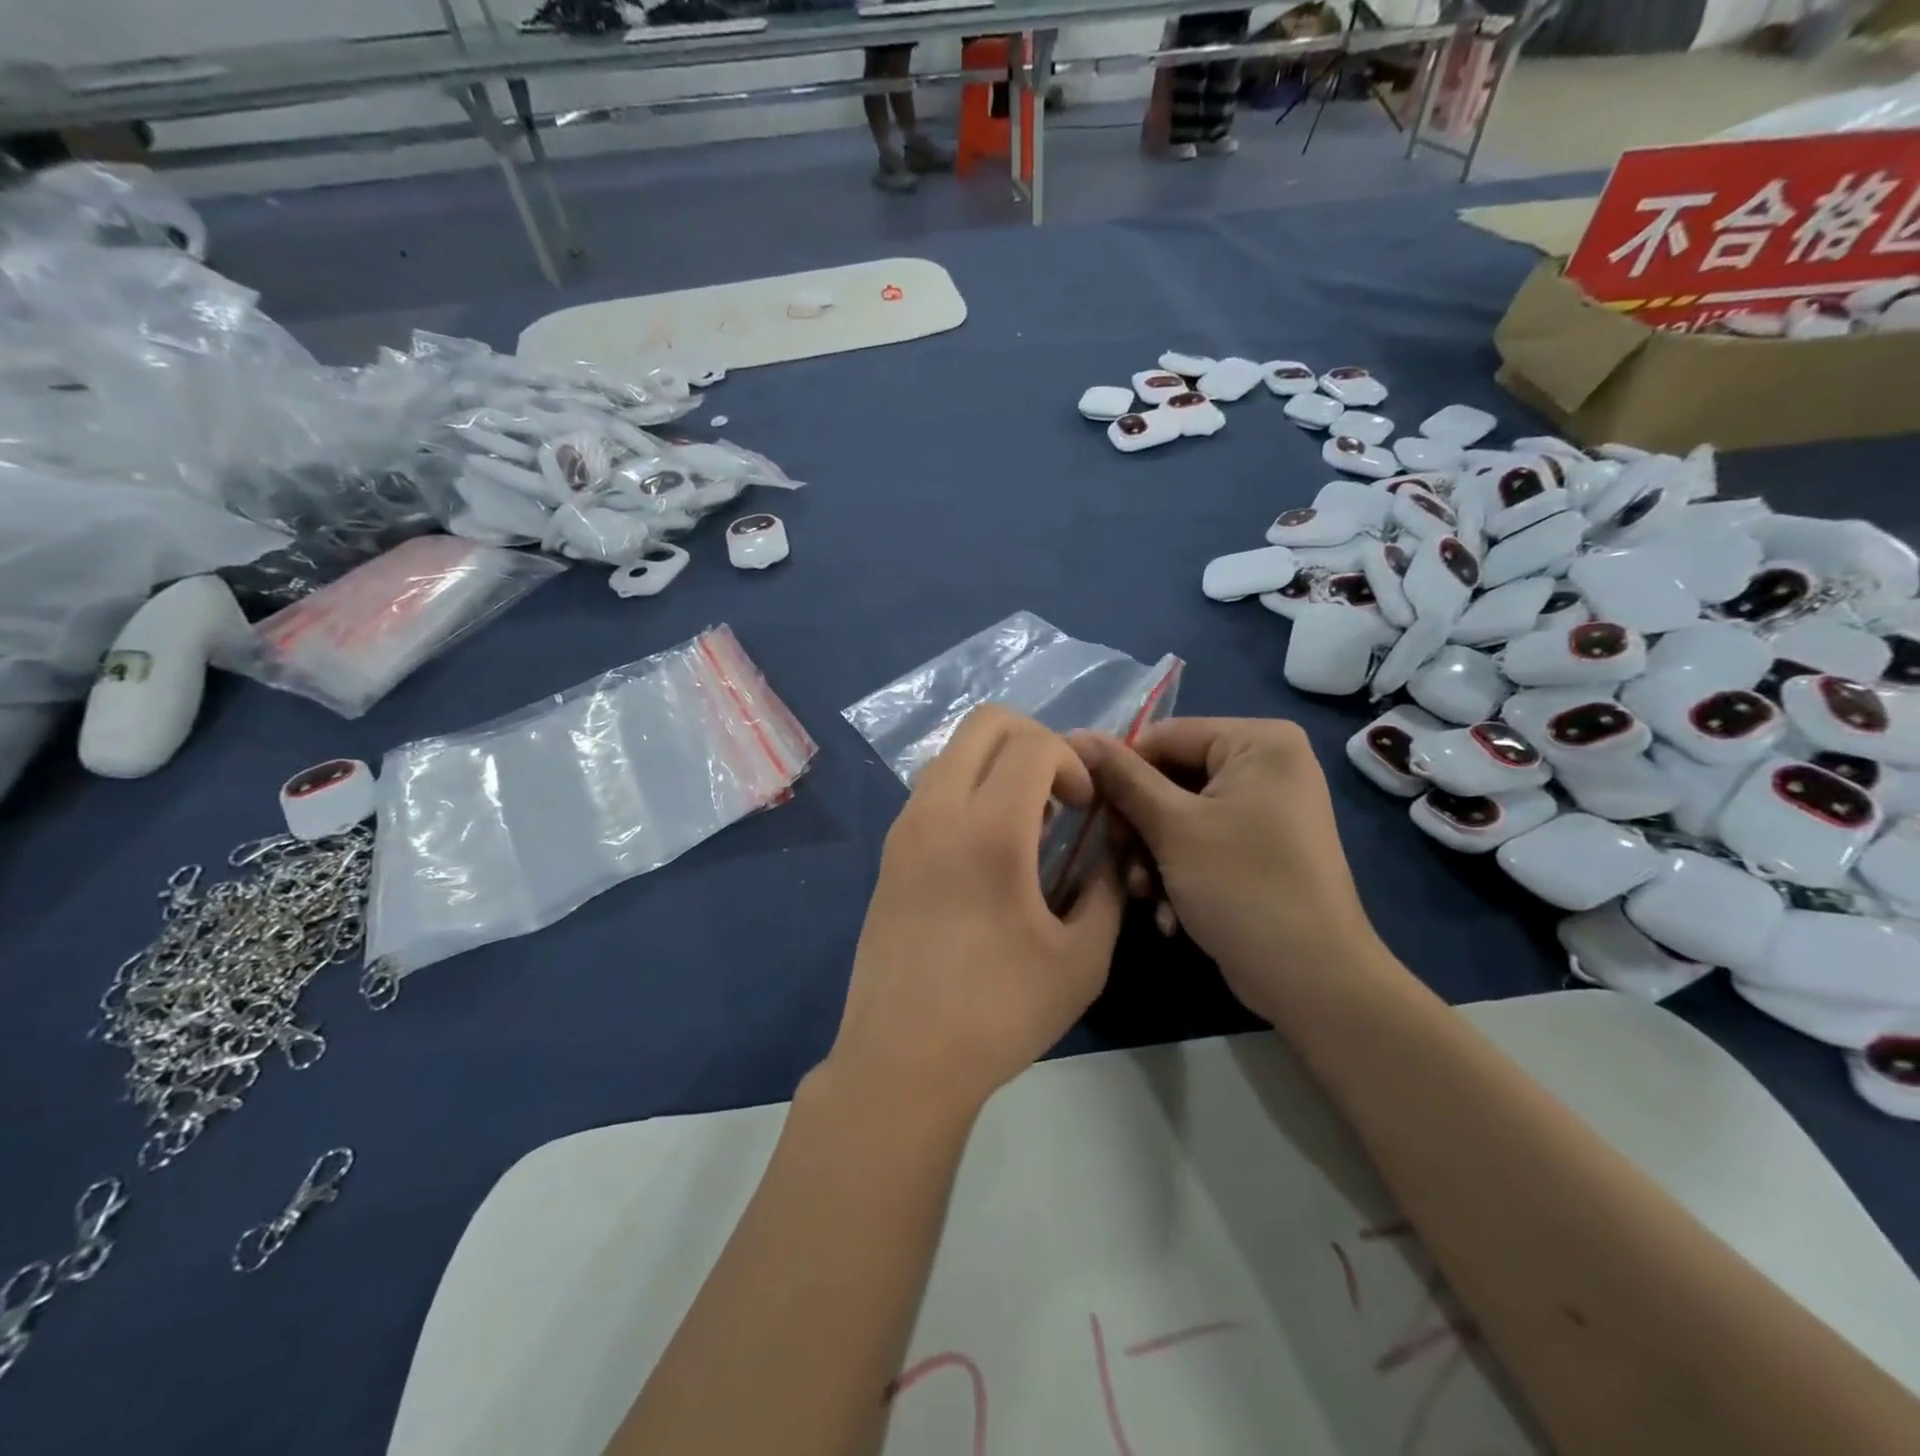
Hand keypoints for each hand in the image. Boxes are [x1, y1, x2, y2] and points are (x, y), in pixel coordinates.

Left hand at [829, 706, 1125, 1114]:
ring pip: (953, 752)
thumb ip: (1106, 889)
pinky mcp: (889, 852)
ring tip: (1025, 825)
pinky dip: (968, 791)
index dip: (1073, 761)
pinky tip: (988, 852)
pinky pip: (932, 789)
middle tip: (1060, 795)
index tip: (1086, 808)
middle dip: (1035, 739)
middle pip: (985, 722)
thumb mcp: (1082, 958)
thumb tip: (1106, 853)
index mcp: (989, 830)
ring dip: (997, 765)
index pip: (1033, 742)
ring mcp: (904, 829)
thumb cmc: (1000, 1013)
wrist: (902, 1060)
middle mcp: (938, 812)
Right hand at [1071, 719, 1379, 1021]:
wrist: (1314, 981)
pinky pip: (1202, 841)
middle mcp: (1267, 765)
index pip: (1164, 736)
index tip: (1087, 809)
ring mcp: (1265, 809)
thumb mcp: (1173, 827)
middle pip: (1170, 778)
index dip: (1120, 770)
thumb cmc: (1243, 887)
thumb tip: (1075, 735)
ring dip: (1151, 856)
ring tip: (1143, 894)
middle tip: (1118, 859)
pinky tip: (1166, 912)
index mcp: (1258, 741)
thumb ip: (1122, 777)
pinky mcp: (1259, 848)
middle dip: (1138, 826)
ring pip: (1179, 815)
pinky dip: (1178, 872)